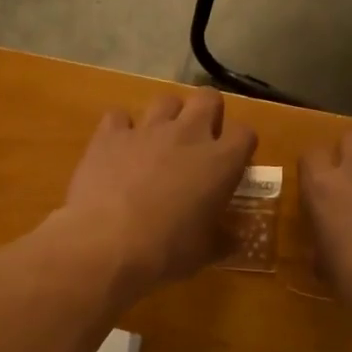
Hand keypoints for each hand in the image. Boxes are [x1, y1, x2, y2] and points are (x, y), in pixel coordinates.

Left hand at [60, 88, 257, 297]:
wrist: (107, 245)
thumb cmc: (166, 252)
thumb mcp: (204, 252)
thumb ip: (223, 239)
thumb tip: (234, 239)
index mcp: (220, 162)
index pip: (245, 134)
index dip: (239, 147)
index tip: (231, 165)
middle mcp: (188, 135)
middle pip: (208, 98)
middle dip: (207, 114)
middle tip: (198, 143)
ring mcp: (147, 130)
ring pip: (166, 100)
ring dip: (167, 117)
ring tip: (158, 144)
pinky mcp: (109, 135)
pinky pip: (119, 117)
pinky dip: (121, 130)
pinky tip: (118, 150)